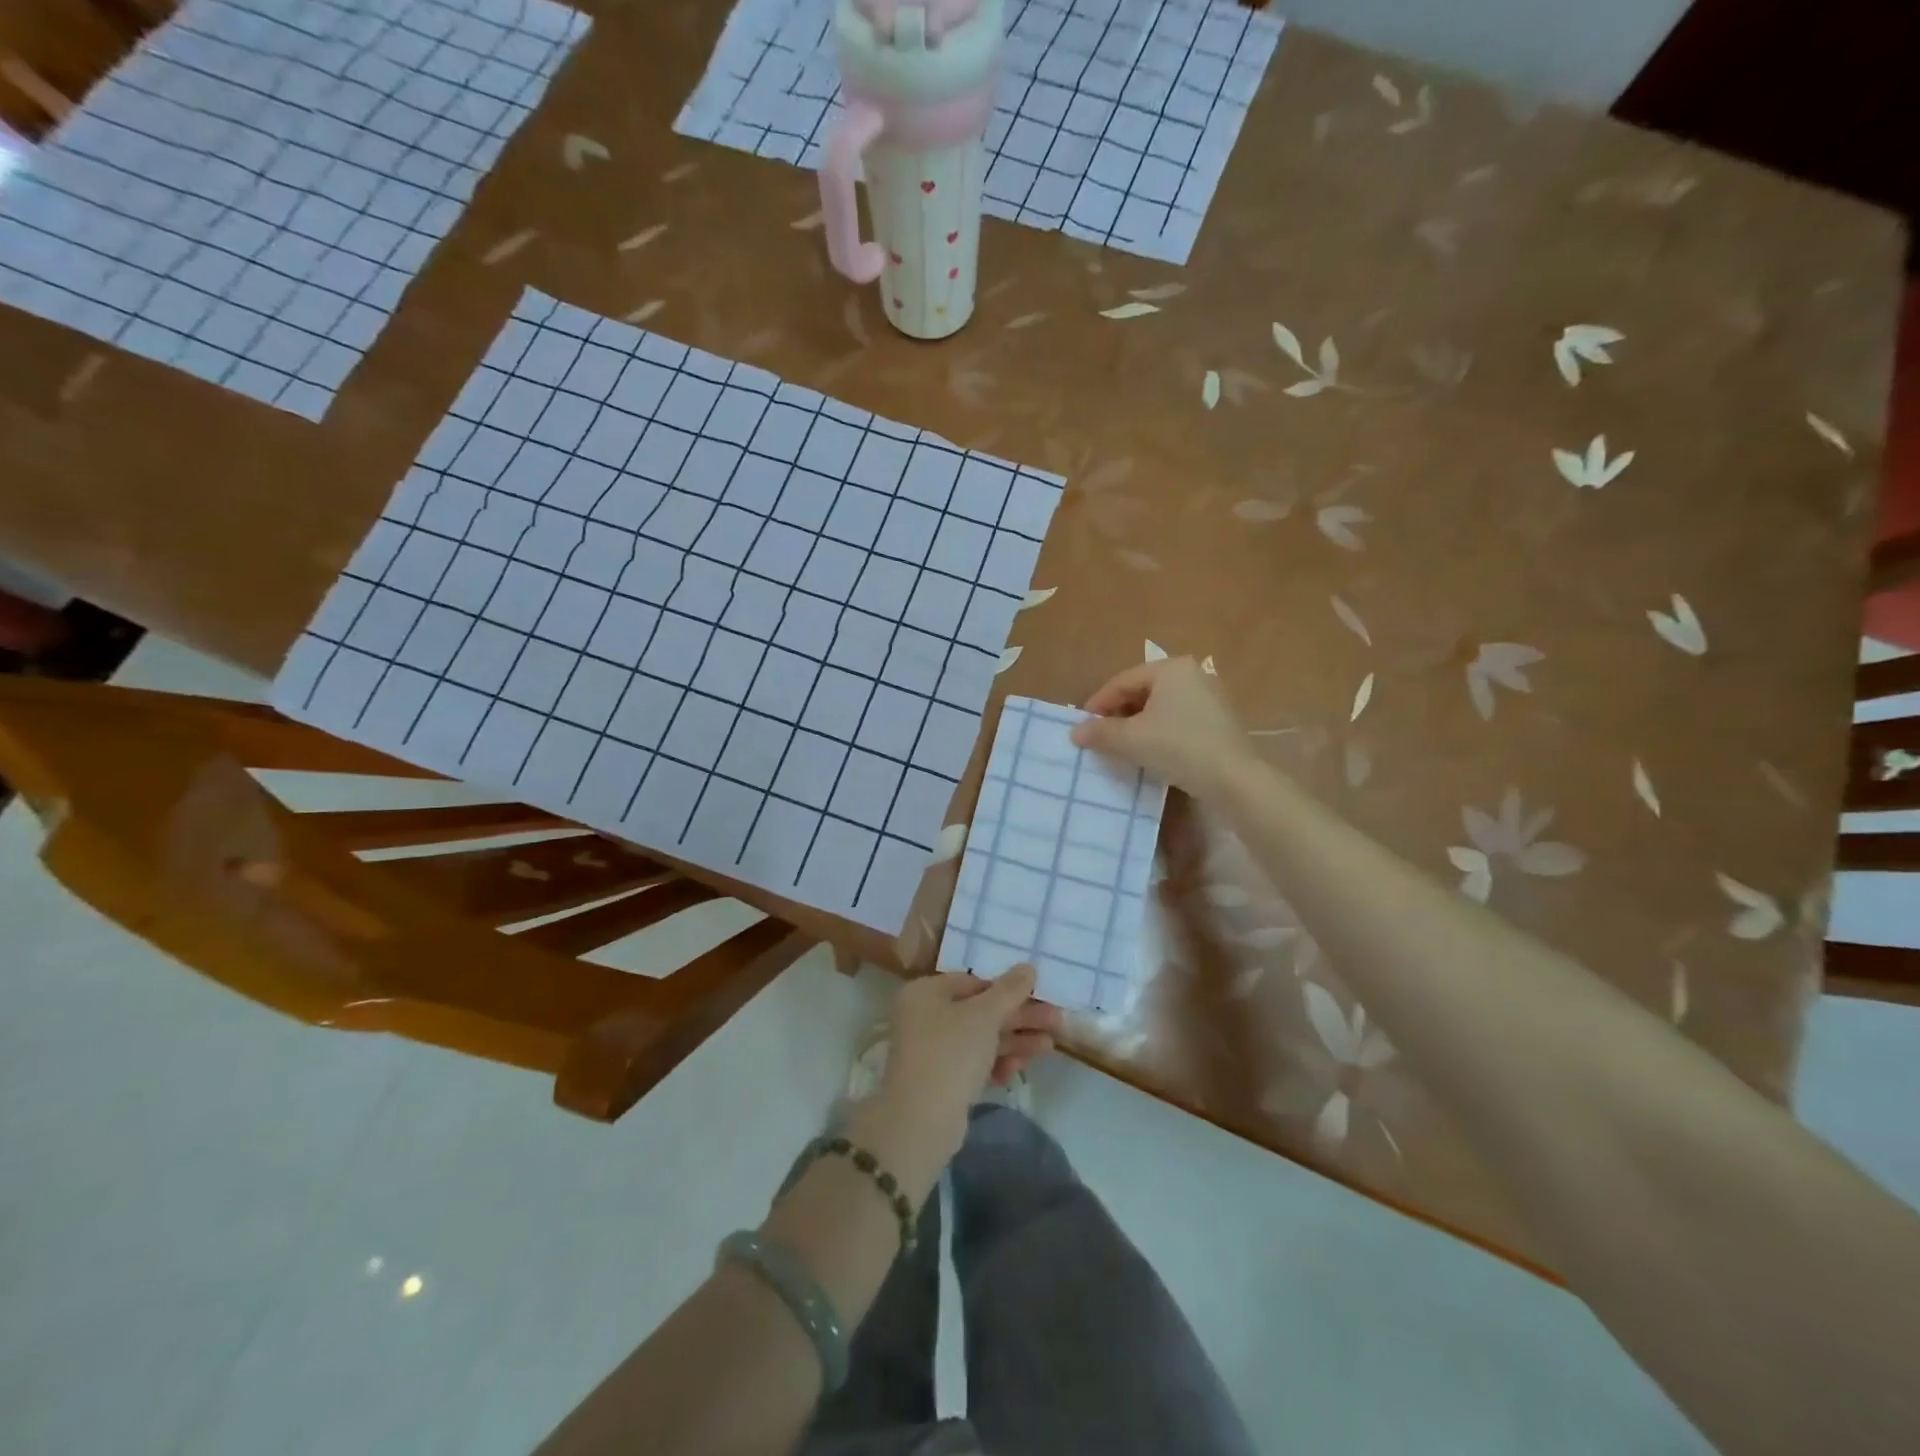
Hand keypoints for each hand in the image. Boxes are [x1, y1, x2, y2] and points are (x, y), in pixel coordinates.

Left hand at [870, 968, 1057, 1155]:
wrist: (921, 1121)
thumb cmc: (951, 1053)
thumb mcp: (984, 1016)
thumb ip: (1009, 990)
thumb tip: (1028, 967)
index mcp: (925, 993)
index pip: (972, 981)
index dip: (1006, 988)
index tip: (1037, 994)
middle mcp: (924, 1017)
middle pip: (979, 1011)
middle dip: (1018, 1017)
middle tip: (1055, 1020)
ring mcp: (932, 1051)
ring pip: (980, 1039)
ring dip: (1014, 1041)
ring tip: (1050, 1046)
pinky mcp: (942, 1080)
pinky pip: (974, 1064)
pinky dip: (996, 1063)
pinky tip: (1018, 1069)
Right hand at [1070, 656, 1251, 798]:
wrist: (1233, 779)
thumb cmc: (1178, 747)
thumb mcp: (1131, 740)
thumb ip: (1101, 732)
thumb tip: (1076, 732)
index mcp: (1171, 669)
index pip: (1122, 681)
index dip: (1098, 703)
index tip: (1082, 725)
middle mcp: (1192, 674)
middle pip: (1142, 691)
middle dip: (1118, 714)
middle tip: (1100, 736)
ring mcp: (1209, 697)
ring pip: (1160, 707)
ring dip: (1137, 724)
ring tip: (1121, 746)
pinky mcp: (1218, 720)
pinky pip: (1178, 719)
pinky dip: (1158, 731)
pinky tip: (1150, 751)